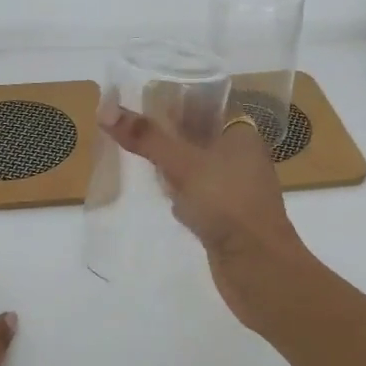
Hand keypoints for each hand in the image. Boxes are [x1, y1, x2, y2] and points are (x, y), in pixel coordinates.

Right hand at [100, 106, 314, 331]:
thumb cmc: (228, 205)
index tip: (141, 97)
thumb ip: (147, 138)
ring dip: (171, 164)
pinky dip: (179, 193)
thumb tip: (106, 110)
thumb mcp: (184, 164)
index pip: (207, 102)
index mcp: (240, 133)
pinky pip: (196, 195)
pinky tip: (162, 196)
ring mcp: (233, 188)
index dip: (176, 97)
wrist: (259, 268)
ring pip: (195, 166)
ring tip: (137, 153)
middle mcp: (240, 156)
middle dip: (167, 132)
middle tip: (129, 126)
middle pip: (198, 134)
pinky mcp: (225, 216)